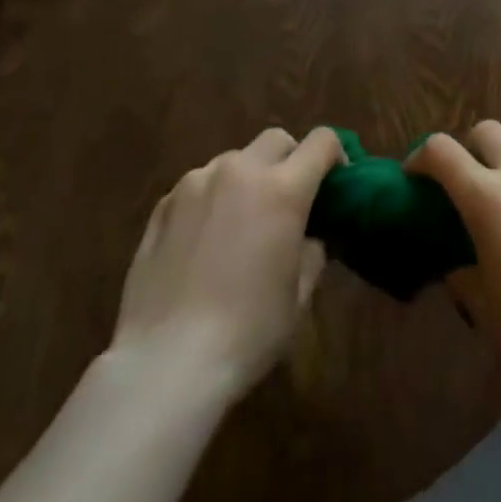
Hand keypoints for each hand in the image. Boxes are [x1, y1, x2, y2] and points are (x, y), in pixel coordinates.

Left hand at [107, 126, 343, 403]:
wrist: (166, 361)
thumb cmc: (248, 331)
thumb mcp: (299, 296)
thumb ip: (312, 251)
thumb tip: (309, 236)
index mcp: (282, 189)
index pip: (322, 142)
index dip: (336, 155)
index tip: (336, 184)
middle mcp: (239, 171)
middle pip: (276, 140)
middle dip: (290, 160)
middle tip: (290, 200)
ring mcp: (197, 182)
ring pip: (235, 160)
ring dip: (248, 179)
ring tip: (242, 223)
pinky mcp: (164, 203)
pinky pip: (200, 185)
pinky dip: (213, 198)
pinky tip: (205, 242)